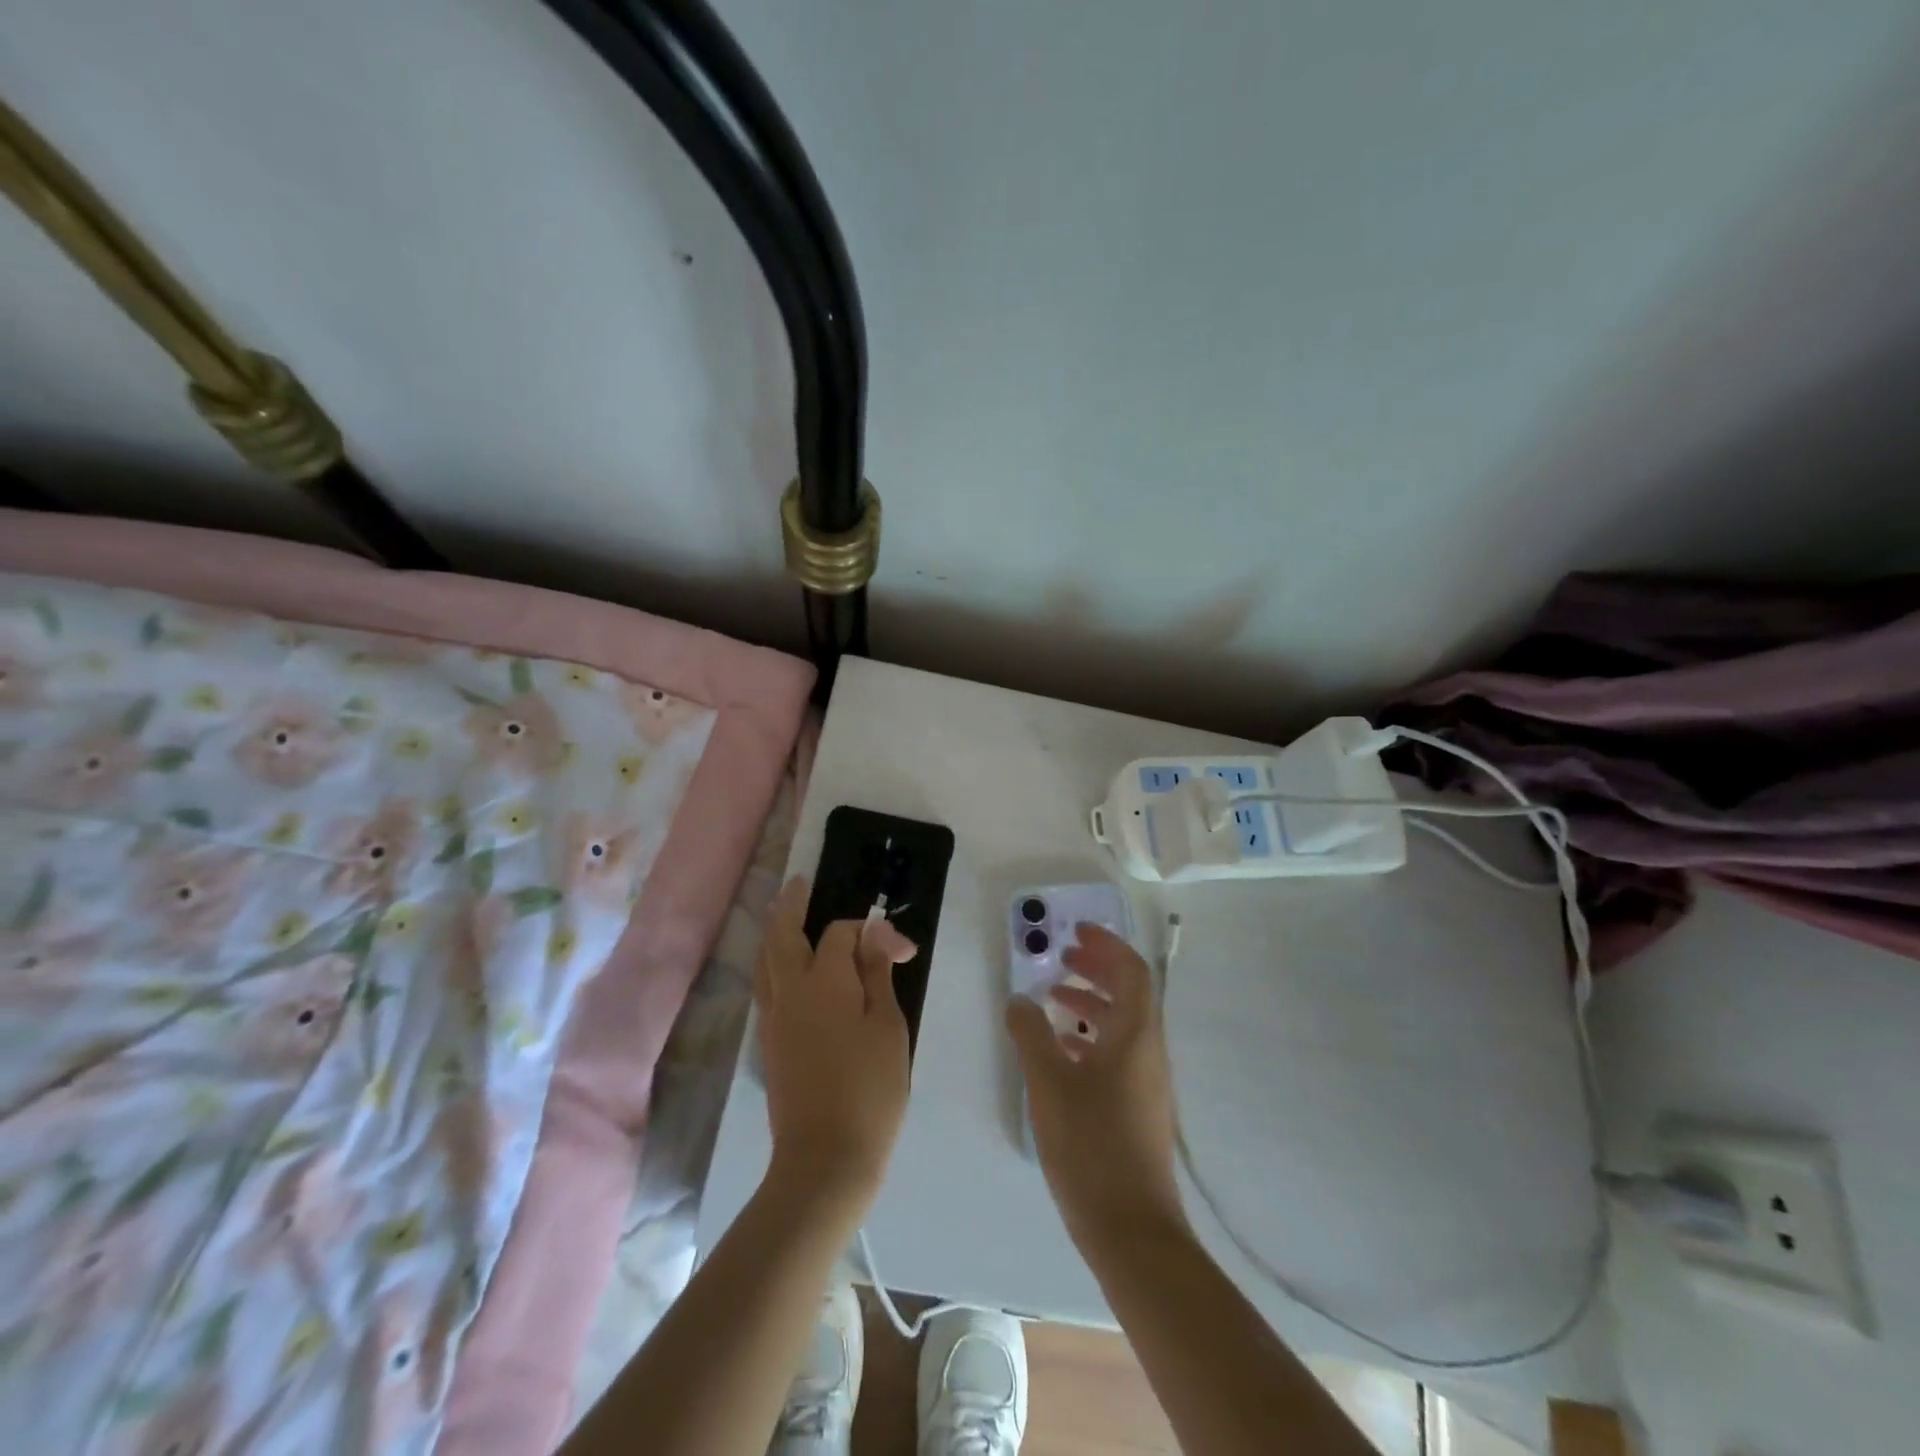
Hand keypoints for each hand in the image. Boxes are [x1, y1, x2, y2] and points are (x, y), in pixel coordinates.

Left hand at [754, 876, 916, 1213]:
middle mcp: (790, 991)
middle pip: (782, 935)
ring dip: (774, 930)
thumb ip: (877, 975)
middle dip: (790, 905)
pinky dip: (771, 963)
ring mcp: (774, 1018)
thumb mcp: (888, 1027)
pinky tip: (782, 966)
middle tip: (799, 884)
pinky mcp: (768, 1042)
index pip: (840, 934)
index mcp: (824, 981)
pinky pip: (764, 985)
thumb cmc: (870, 1089)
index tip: (903, 952)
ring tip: (782, 913)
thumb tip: (875, 936)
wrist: (825, 1158)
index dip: (872, 933)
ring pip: (766, 959)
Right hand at [1006, 923, 1187, 1252]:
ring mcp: (1147, 1082)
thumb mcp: (1049, 1082)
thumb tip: (1019, 998)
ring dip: (1091, 1003)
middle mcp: (1149, 1051)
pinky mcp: (1138, 1108)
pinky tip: (1061, 1051)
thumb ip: (1031, 1033)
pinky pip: (1117, 1053)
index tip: (1076, 931)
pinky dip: (1091, 1037)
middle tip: (1062, 957)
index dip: (1106, 945)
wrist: (1131, 1230)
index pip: (1131, 971)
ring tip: (1053, 999)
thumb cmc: (1091, 1145)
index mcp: (1136, 1035)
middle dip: (1096, 968)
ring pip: (1122, 1024)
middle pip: (1129, 993)